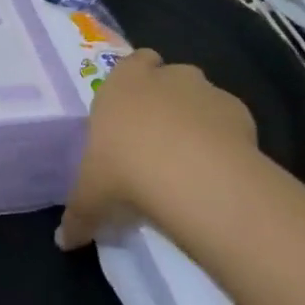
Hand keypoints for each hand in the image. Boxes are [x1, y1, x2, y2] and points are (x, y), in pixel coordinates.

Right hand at [56, 49, 257, 248]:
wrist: (193, 176)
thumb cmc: (125, 171)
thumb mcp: (90, 199)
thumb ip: (78, 215)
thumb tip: (65, 241)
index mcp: (122, 83)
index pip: (132, 63)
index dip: (135, 81)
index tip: (131, 111)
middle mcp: (165, 76)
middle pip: (167, 76)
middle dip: (165, 100)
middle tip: (157, 139)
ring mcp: (205, 90)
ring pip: (200, 97)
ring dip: (196, 119)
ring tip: (190, 160)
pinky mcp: (239, 112)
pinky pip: (228, 121)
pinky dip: (224, 139)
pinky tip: (217, 170)